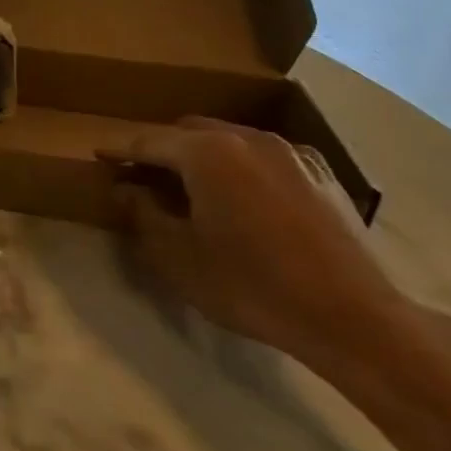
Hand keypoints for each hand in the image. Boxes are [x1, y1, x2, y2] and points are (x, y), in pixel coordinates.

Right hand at [102, 117, 402, 361]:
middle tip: (139, 176)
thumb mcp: (176, 254)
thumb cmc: (249, 285)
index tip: (97, 156)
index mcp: (208, 152)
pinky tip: (239, 198)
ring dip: (200, 157)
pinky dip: (239, 167)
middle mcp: (248, 139)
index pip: (148, 141)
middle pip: (189, 132)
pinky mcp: (322, 175)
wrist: (352, 318)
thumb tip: (126, 188)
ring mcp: (291, 154)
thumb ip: (142, 212)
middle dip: (160, 149)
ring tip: (187, 187)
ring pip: (229, 141)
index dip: (118, 149)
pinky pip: (264, 158)